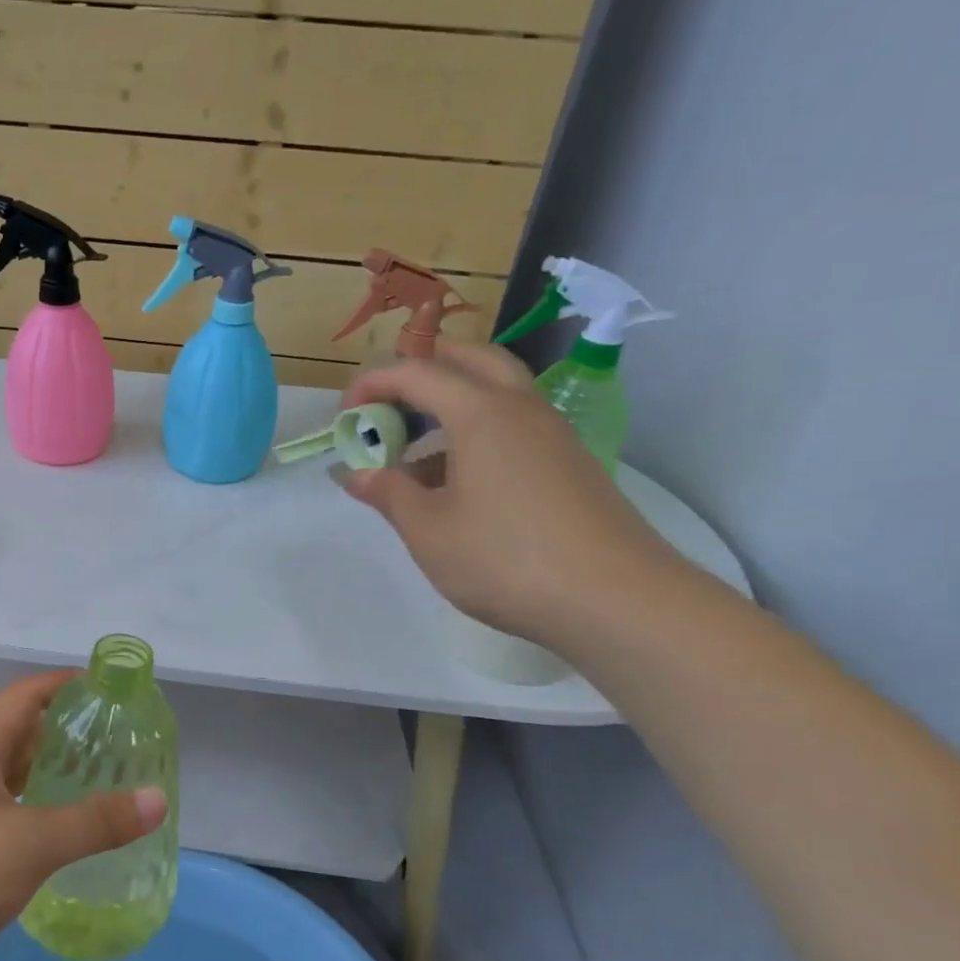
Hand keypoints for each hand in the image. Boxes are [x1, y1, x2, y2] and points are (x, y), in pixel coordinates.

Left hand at [0, 672, 166, 960]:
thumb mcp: (30, 843)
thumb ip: (94, 822)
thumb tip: (156, 799)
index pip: (22, 697)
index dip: (61, 684)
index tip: (104, 686)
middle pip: (17, 737)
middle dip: (63, 735)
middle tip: (115, 743)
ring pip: (9, 783)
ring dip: (48, 779)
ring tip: (97, 786)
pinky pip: (1, 821)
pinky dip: (33, 819)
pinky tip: (59, 841)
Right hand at [338, 338, 680, 643]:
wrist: (615, 600)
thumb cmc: (505, 558)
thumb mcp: (428, 530)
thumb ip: (388, 493)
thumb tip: (356, 475)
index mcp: (481, 413)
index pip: (417, 372)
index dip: (372, 383)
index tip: (344, 415)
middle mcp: (521, 409)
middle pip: (471, 359)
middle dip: (424, 367)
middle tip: (388, 397)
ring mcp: (553, 435)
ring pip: (497, 392)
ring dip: (452, 402)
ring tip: (416, 449)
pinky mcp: (570, 464)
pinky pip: (514, 426)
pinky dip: (478, 432)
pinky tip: (458, 481)